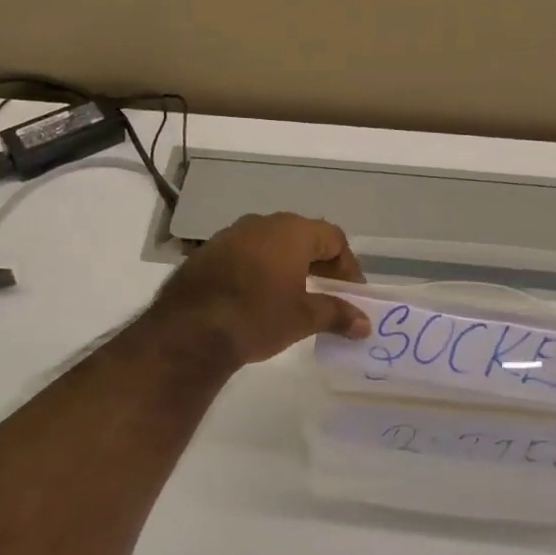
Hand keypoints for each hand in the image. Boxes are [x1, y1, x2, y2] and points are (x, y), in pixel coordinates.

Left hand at [153, 213, 370, 367]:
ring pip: (270, 244)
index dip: (348, 265)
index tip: (352, 293)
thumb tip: (365, 324)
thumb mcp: (303, 319)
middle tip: (329, 293)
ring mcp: (229, 235)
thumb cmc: (258, 317)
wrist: (190, 330)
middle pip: (301, 236)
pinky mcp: (206, 253)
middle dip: (319, 264)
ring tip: (294, 296)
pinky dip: (259, 270)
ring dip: (287, 266)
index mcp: (291, 231)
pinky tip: (258, 298)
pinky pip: (244, 255)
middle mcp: (260, 224)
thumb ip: (337, 315)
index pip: (332, 237)